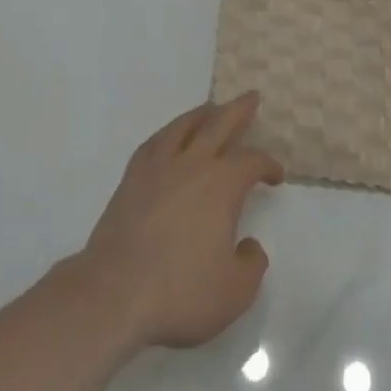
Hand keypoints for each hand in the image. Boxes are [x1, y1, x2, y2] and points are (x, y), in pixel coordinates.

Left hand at [74, 93, 284, 349]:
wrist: (115, 293)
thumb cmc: (180, 293)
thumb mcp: (234, 292)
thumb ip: (251, 265)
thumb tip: (250, 245)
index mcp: (222, 184)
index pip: (251, 162)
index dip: (267, 164)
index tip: (275, 175)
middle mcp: (192, 164)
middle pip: (219, 124)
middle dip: (239, 110)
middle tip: (251, 96)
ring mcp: (158, 167)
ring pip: (183, 126)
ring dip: (202, 114)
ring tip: (211, 108)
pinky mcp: (131, 178)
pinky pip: (154, 143)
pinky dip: (168, 133)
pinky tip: (170, 136)